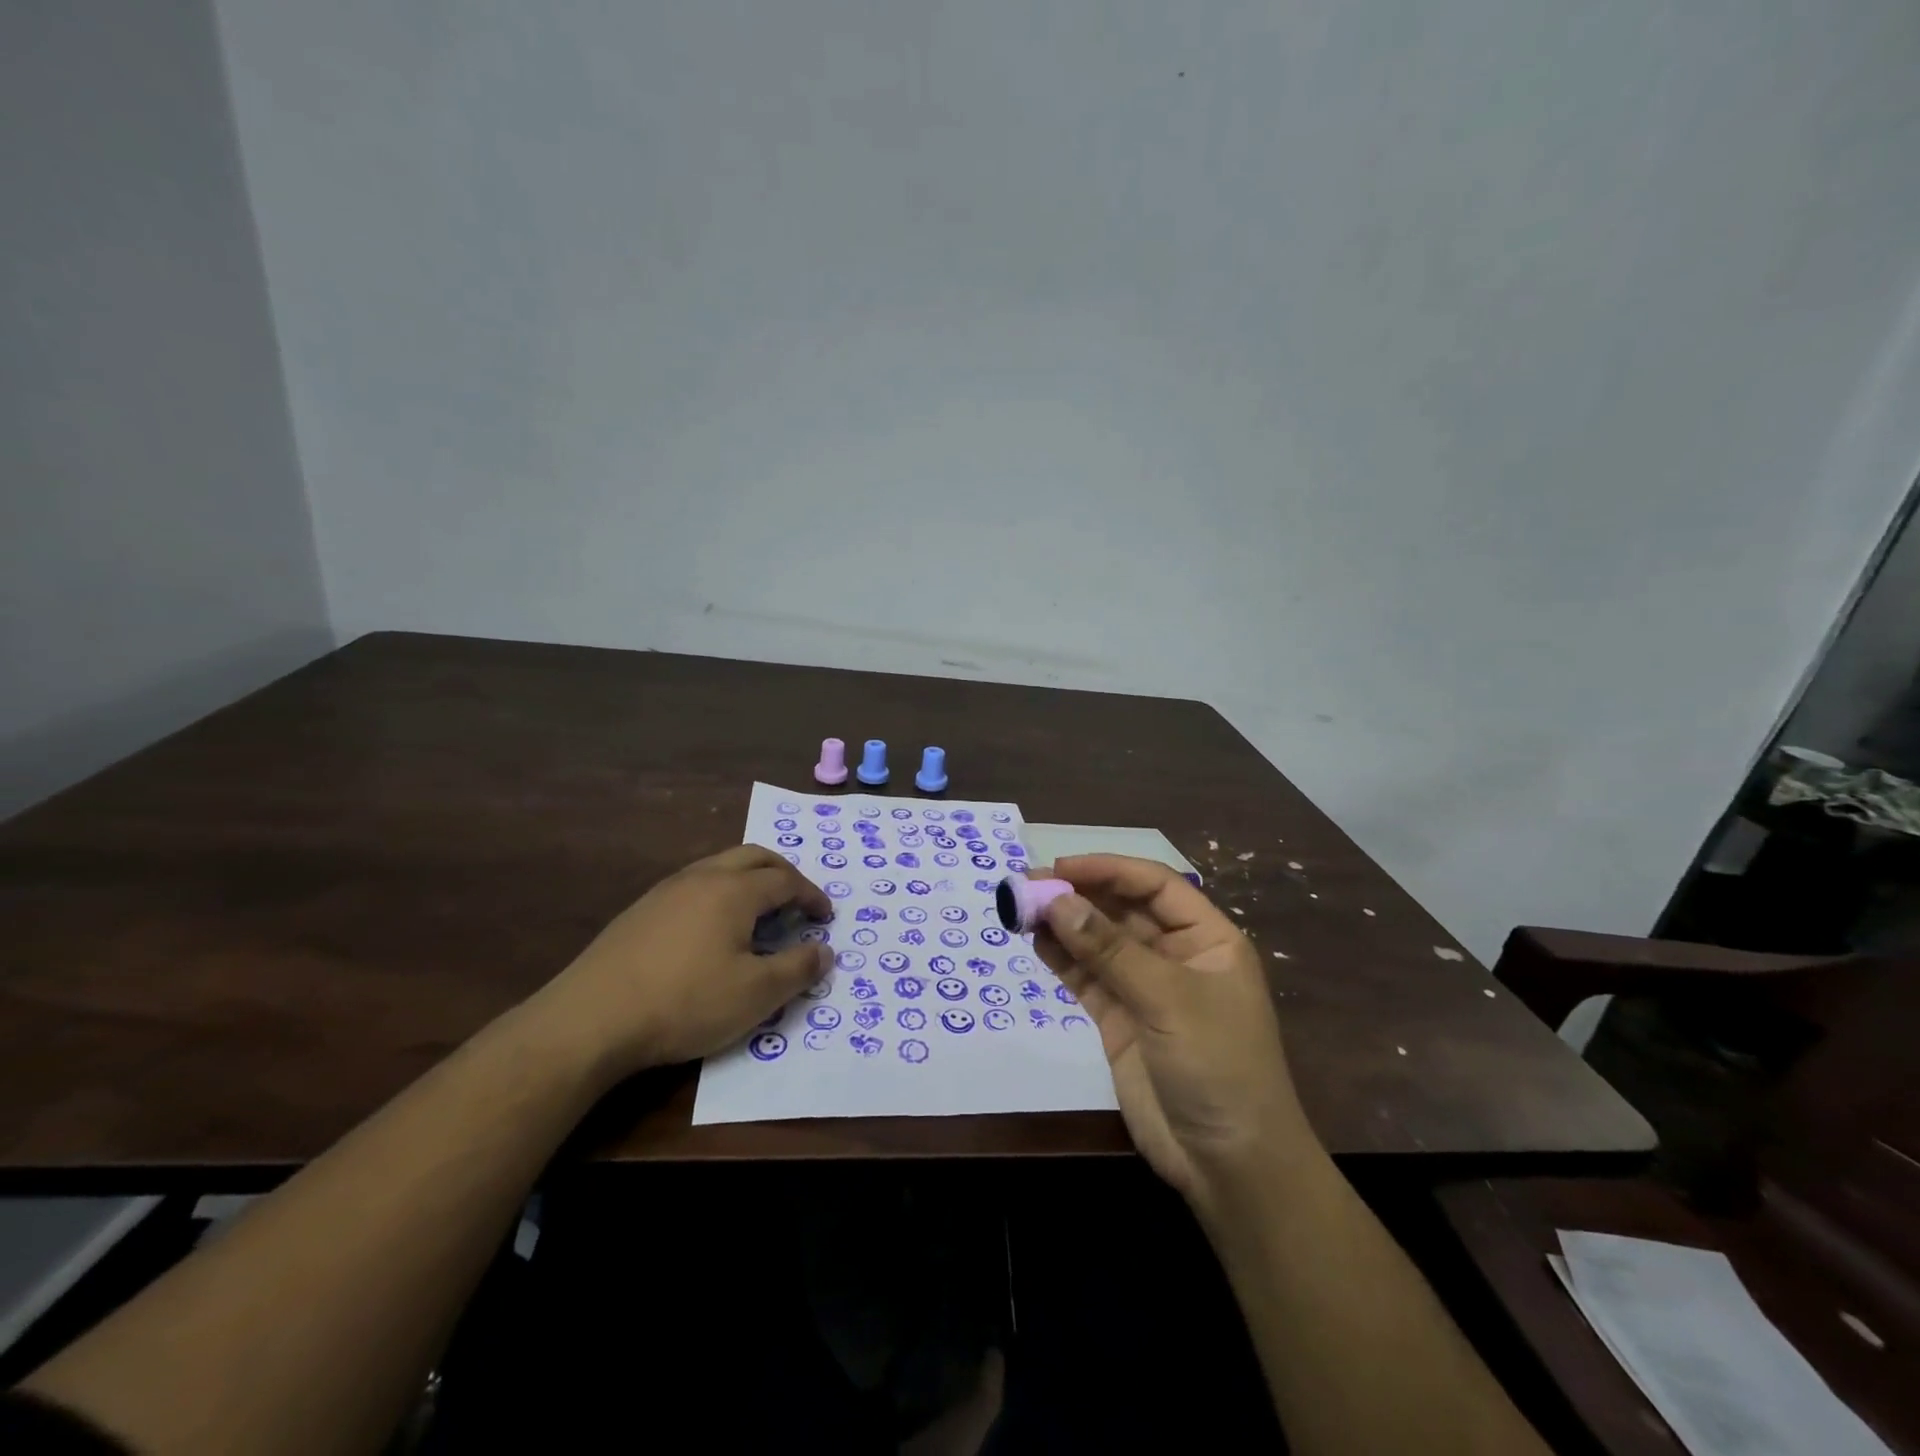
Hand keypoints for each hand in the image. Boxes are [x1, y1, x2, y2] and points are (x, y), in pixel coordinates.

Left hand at [525, 846, 830, 1082]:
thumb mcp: (755, 994)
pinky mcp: (640, 910)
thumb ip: (797, 969)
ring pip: (720, 866)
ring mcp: (666, 890)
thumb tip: (825, 950)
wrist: (590, 1019)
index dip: (811, 896)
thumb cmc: (685, 1002)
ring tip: (759, 910)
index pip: (786, 880)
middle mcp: (702, 877)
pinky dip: (720, 893)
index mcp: (735, 890)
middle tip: (798, 898)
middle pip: (754, 857)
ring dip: (749, 879)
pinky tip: (712, 928)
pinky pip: (694, 885)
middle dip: (783, 873)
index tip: (826, 916)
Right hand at [1033, 855, 1315, 1209]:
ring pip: (1098, 942)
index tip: (1060, 868)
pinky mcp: (1120, 1019)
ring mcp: (1145, 988)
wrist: (1230, 1165)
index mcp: (1206, 937)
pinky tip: (1035, 941)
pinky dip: (1062, 958)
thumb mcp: (1168, 1000)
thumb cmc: (1218, 1066)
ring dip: (1063, 924)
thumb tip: (1057, 901)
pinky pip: (1087, 978)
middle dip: (1078, 895)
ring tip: (1021, 909)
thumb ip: (1110, 950)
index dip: (1108, 869)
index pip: (1154, 884)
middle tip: (1028, 885)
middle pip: (1122, 909)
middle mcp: (1175, 954)